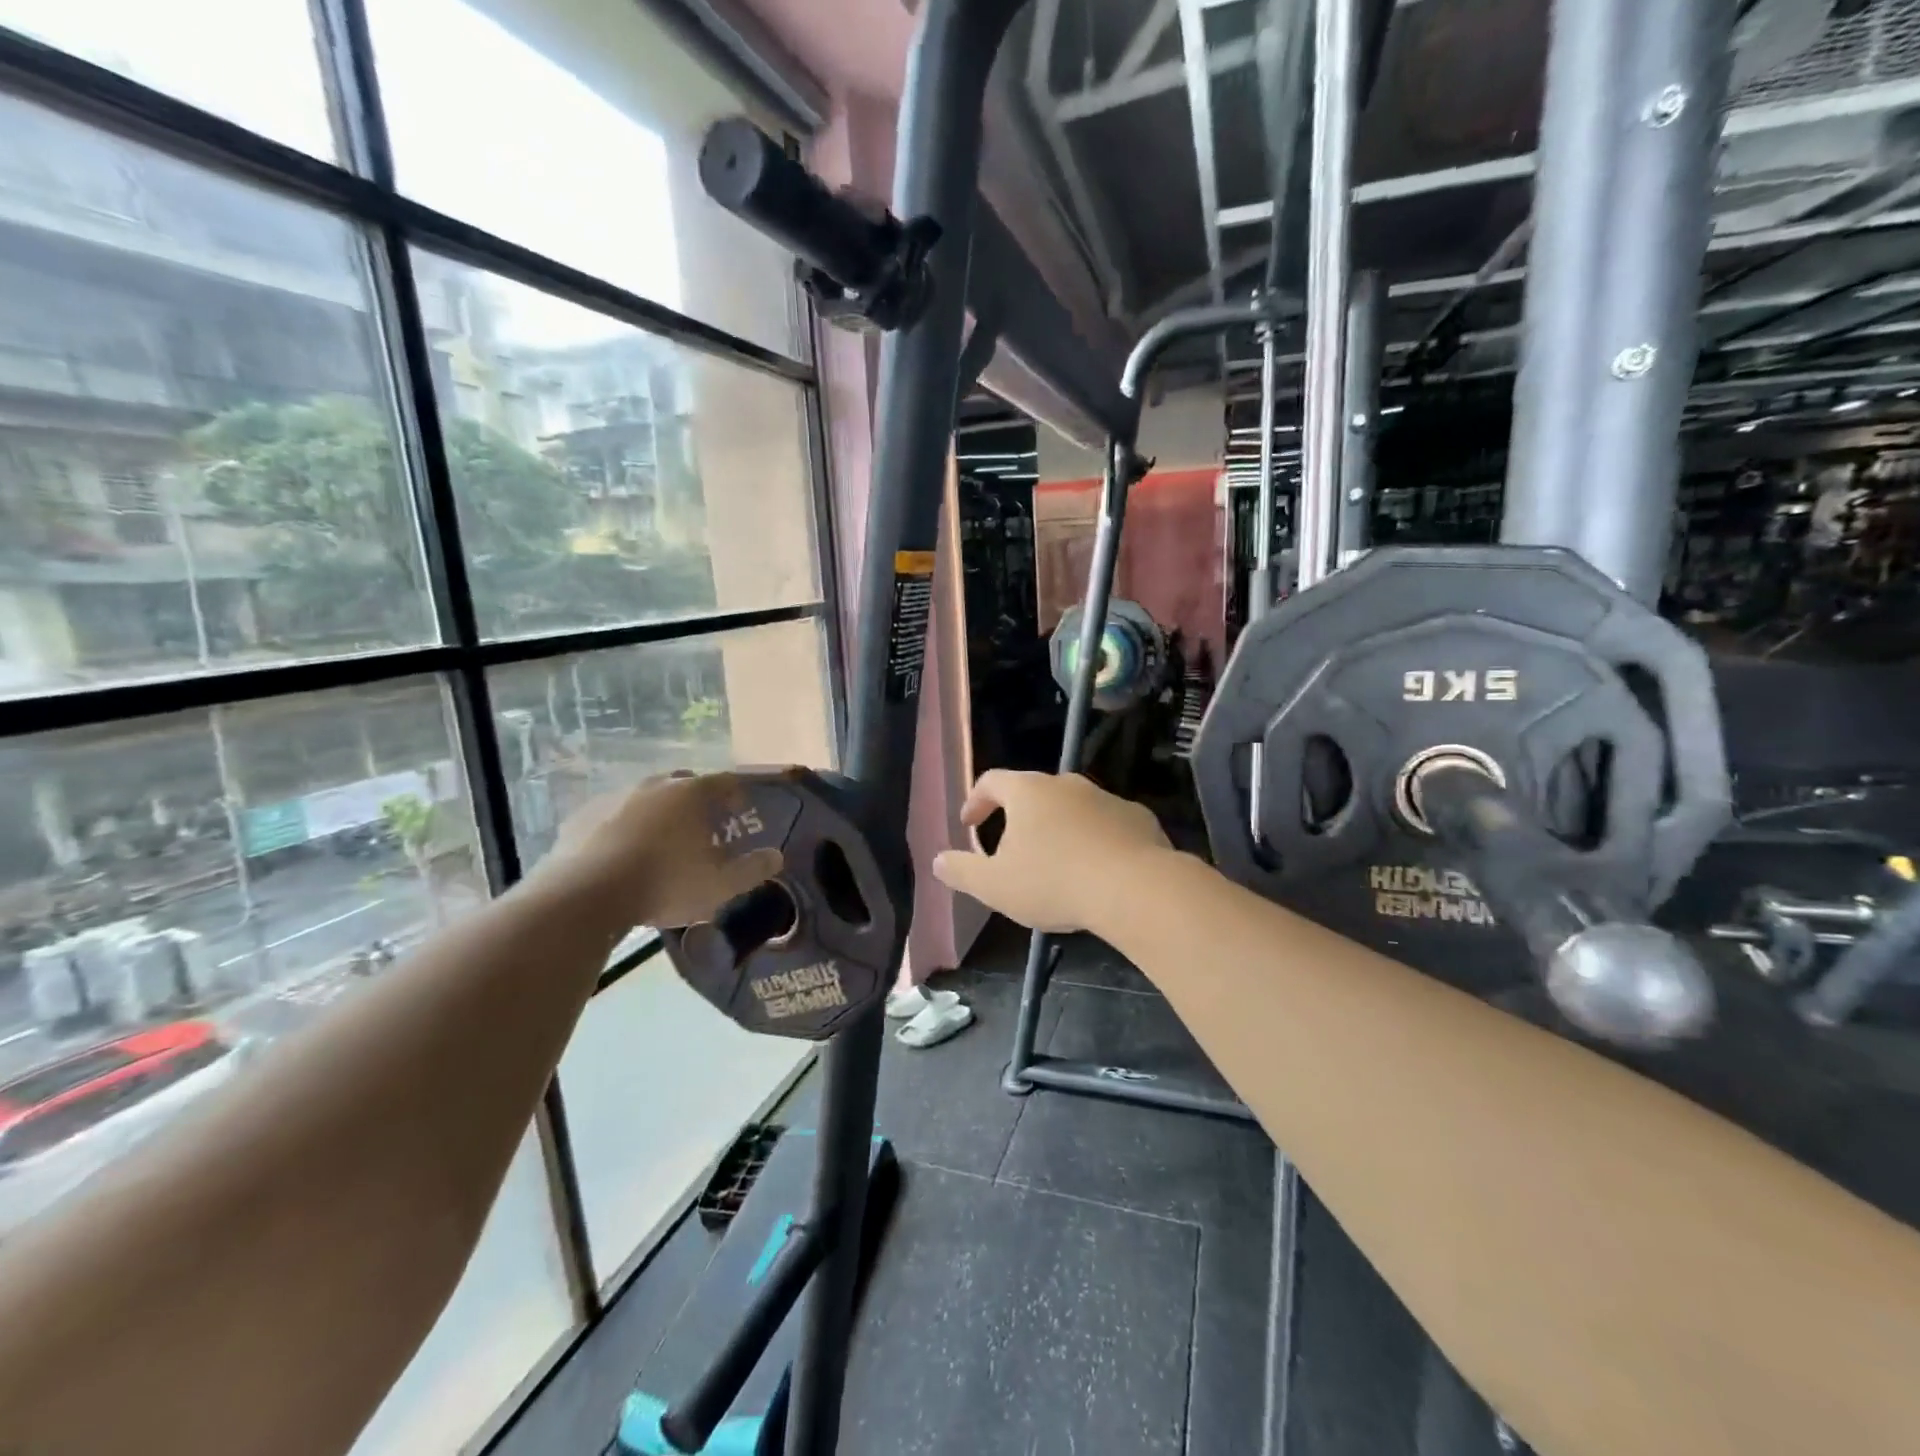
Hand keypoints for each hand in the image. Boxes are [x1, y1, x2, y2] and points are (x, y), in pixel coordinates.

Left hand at [540, 771, 782, 931]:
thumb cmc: (664, 884)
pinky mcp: (580, 817)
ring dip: (657, 813)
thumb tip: (776, 856)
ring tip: (660, 842)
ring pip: (644, 798)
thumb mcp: (719, 885)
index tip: (742, 811)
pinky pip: (611, 816)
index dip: (736, 794)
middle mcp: (653, 786)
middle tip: (702, 826)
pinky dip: (622, 827)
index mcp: (691, 794)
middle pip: (683, 783)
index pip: (724, 782)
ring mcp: (613, 797)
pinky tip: (622, 853)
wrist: (585, 895)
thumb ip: (752, 870)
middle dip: (696, 800)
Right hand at [932, 771, 1174, 933]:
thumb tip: (938, 860)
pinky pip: (1106, 825)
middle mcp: (1066, 784)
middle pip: (1034, 792)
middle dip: (1019, 818)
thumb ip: (962, 871)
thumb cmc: (1054, 882)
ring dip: (1059, 830)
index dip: (976, 800)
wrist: (1136, 888)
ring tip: (1057, 865)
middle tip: (1012, 850)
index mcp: (1028, 791)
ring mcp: (1106, 797)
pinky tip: (1097, 870)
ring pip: (1072, 808)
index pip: (992, 781)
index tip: (970, 824)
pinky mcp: (1137, 817)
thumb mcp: (995, 886)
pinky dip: (1095, 840)